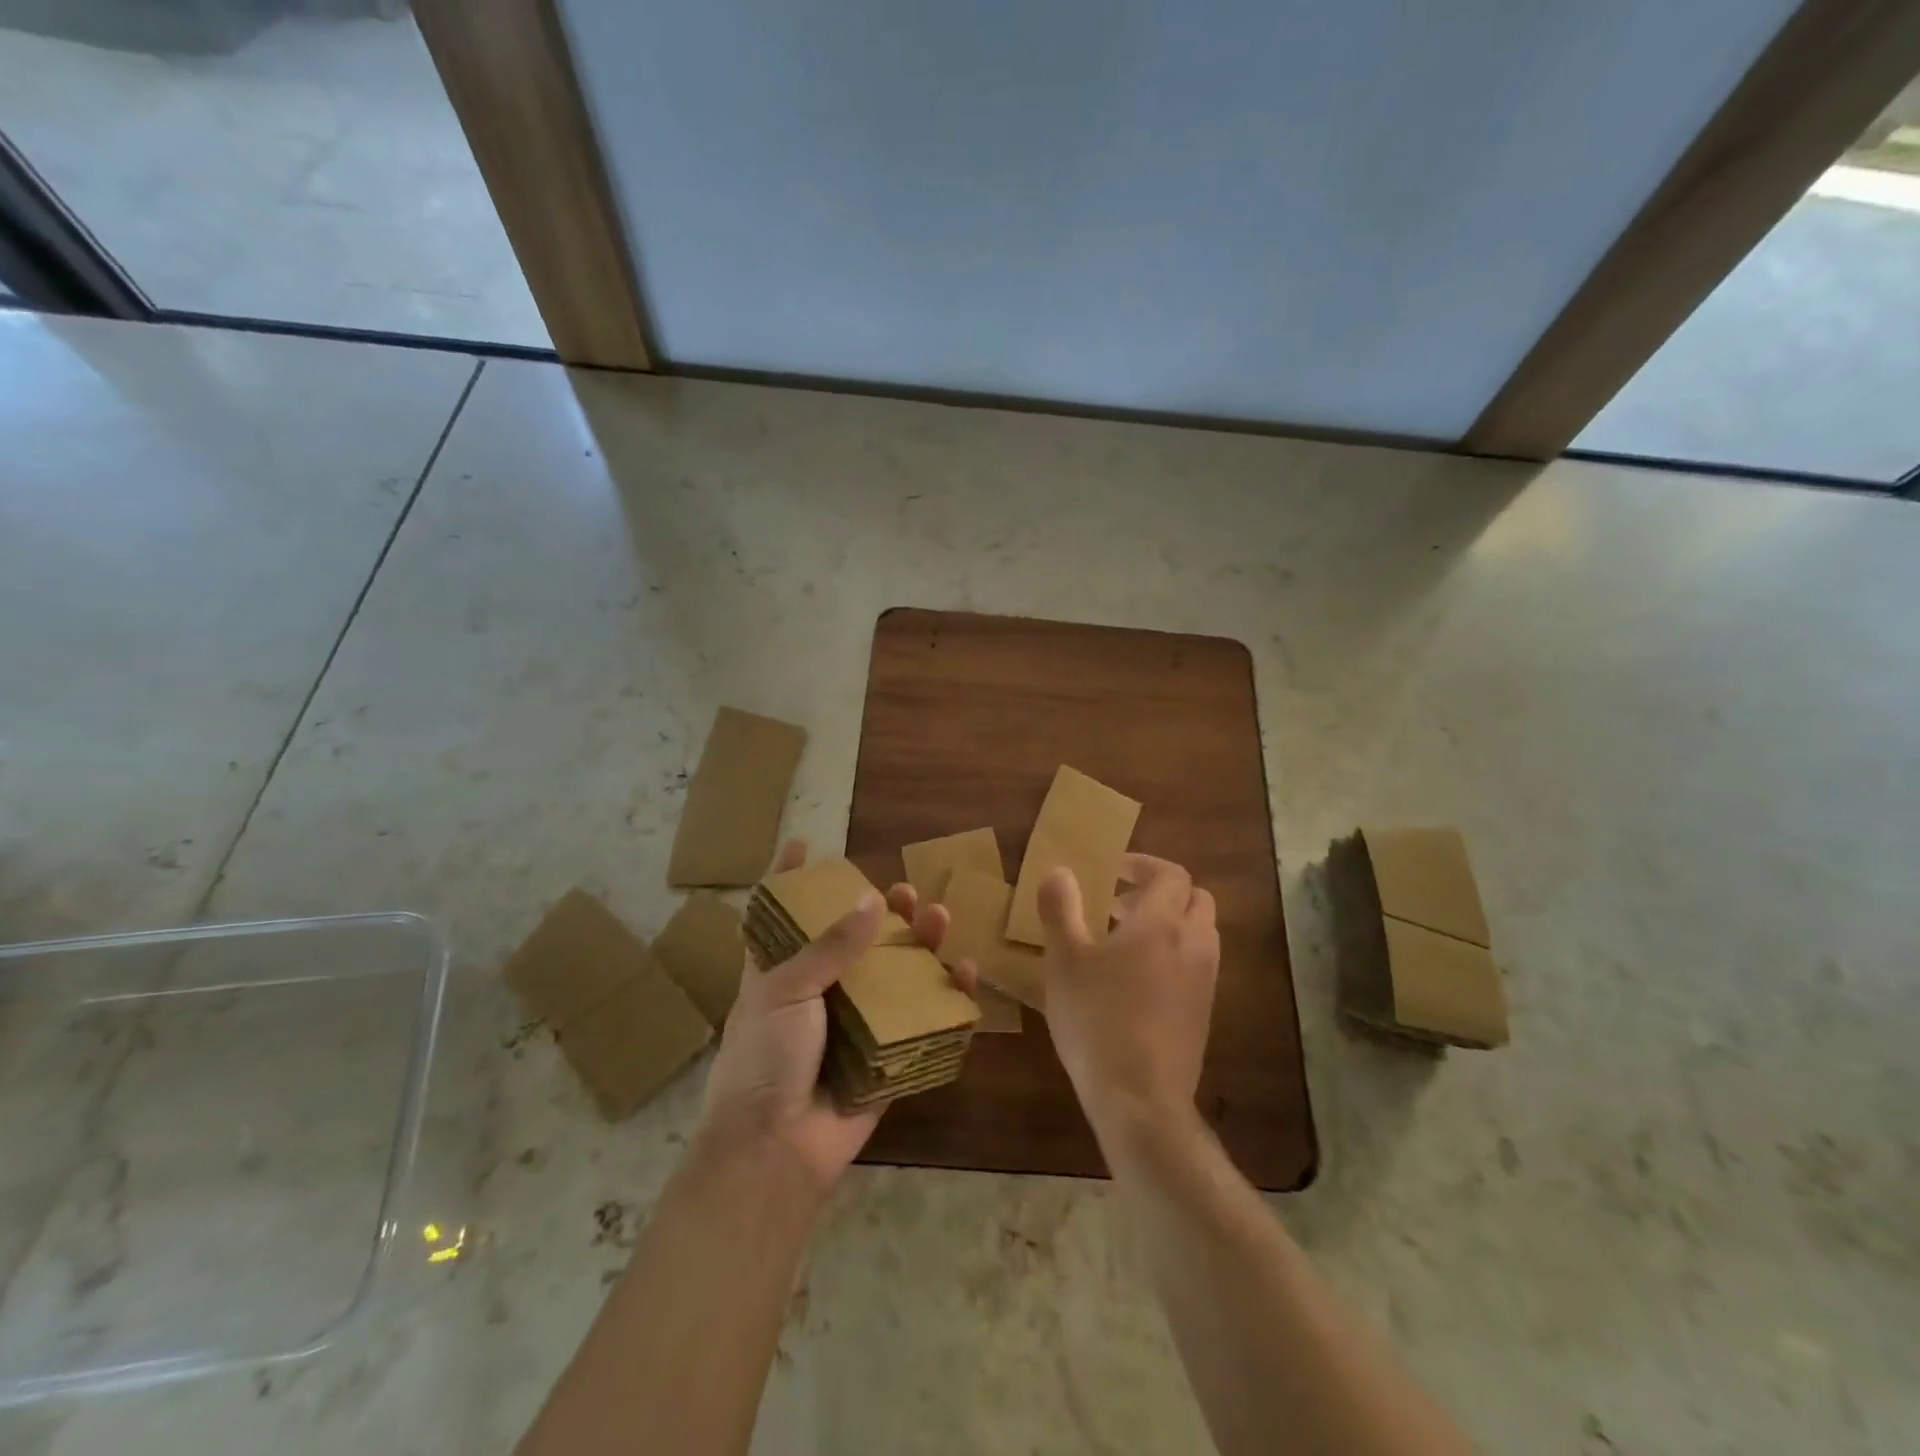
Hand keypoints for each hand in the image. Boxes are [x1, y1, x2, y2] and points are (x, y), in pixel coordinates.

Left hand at [692, 840, 957, 1196]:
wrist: (774, 1150)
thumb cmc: (765, 1059)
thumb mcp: (784, 991)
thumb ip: (830, 947)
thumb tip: (874, 900)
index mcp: (780, 974)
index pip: (781, 915)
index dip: (787, 878)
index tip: (802, 842)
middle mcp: (819, 993)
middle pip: (854, 941)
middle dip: (881, 912)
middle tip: (905, 891)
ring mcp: (856, 1024)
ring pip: (894, 974)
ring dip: (919, 944)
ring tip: (938, 916)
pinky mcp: (886, 1055)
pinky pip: (921, 1019)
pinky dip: (945, 995)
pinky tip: (964, 970)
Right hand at [1038, 854, 1218, 1133]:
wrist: (1140, 1099)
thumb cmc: (1097, 1020)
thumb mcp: (1064, 961)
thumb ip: (1061, 910)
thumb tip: (1059, 871)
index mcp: (1162, 923)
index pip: (1170, 874)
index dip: (1143, 865)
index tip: (1112, 871)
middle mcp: (1193, 944)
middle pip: (1195, 898)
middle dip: (1161, 892)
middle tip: (1120, 905)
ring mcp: (1205, 980)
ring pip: (1200, 932)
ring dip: (1170, 923)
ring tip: (1125, 942)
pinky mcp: (1204, 1012)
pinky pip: (1198, 964)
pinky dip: (1175, 954)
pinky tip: (1137, 981)